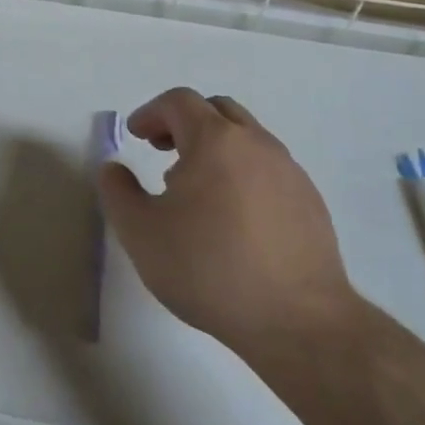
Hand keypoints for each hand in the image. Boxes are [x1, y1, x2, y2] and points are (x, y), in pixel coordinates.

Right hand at [97, 87, 359, 369]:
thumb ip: (117, 192)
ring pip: (247, 139)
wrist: (298, 322)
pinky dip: (242, 173)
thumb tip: (114, 169)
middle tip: (161, 150)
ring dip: (215, 148)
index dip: (151, 112)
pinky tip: (232, 217)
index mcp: (215, 141)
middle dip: (184, 122)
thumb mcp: (140, 233)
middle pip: (217, 110)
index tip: (135, 135)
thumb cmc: (208, 269)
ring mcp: (290, 172)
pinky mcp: (311, 202)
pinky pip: (268, 169)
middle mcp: (257, 144)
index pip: (179, 102)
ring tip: (195, 189)